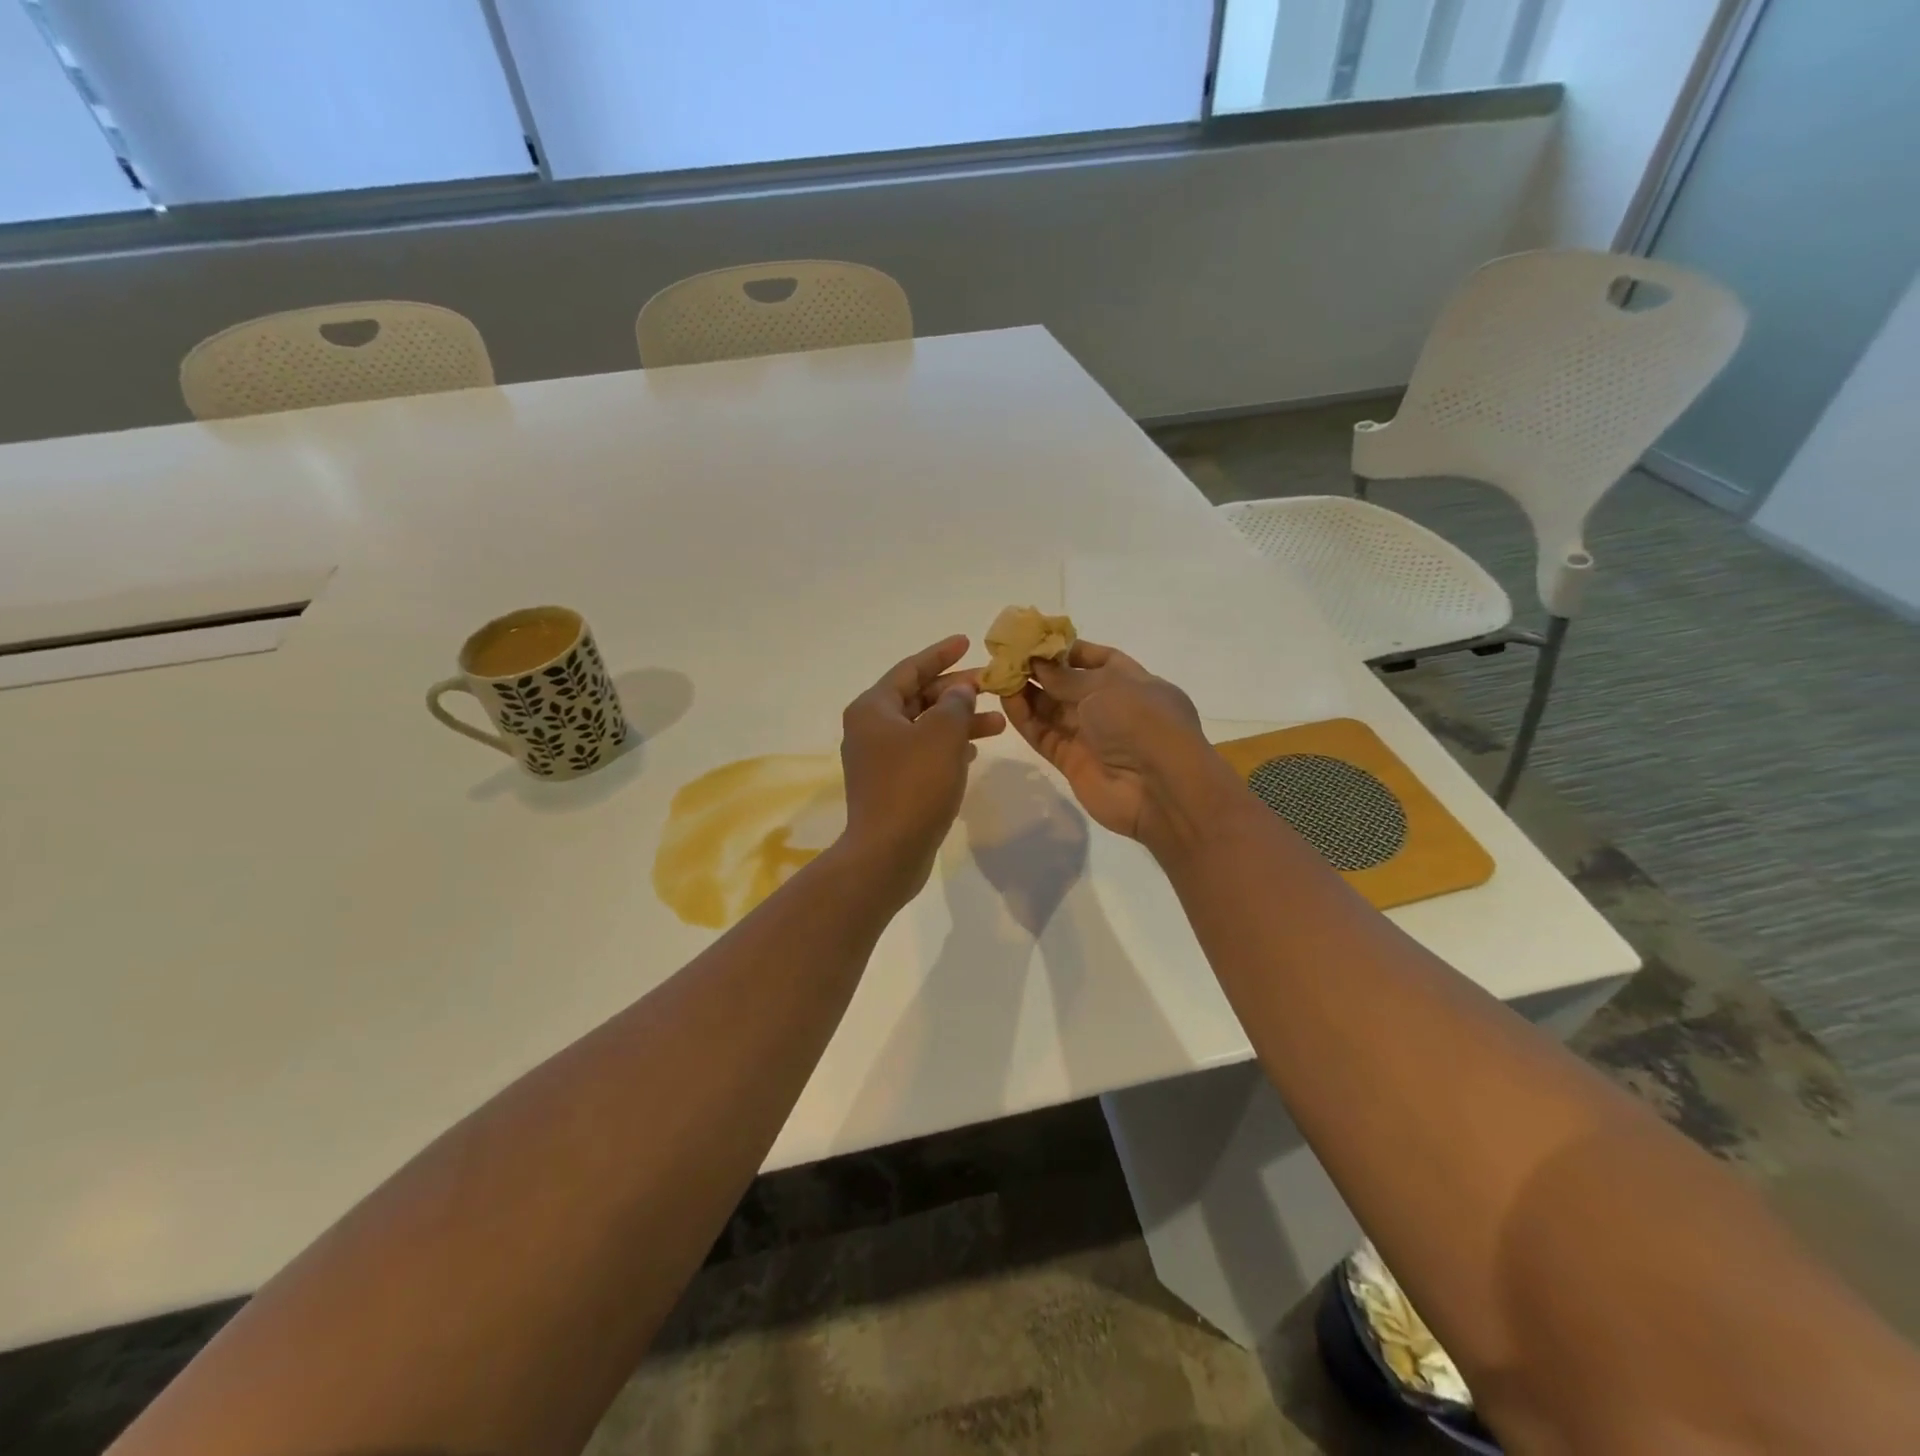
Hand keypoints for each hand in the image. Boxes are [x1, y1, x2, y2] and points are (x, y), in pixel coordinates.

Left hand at [838, 635, 1006, 903]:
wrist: (888, 852)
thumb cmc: (914, 786)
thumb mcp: (942, 735)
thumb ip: (955, 703)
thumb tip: (960, 690)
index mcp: (873, 708)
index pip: (910, 669)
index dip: (941, 654)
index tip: (967, 641)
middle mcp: (870, 728)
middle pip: (917, 697)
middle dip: (956, 691)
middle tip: (991, 685)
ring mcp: (879, 759)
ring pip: (924, 727)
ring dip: (959, 722)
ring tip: (998, 722)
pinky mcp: (891, 785)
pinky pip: (922, 753)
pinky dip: (948, 747)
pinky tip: (974, 752)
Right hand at [1003, 640, 1231, 849]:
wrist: (1159, 789)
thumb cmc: (1142, 723)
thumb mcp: (1106, 687)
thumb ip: (1066, 677)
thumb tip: (1037, 662)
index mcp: (1134, 682)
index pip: (1099, 660)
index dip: (1069, 650)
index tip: (1037, 641)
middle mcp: (1112, 708)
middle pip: (1070, 685)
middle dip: (1041, 671)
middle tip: (1008, 657)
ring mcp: (1092, 737)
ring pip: (1053, 711)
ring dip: (1028, 693)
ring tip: (999, 675)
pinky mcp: (1072, 762)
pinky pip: (1045, 736)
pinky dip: (1026, 719)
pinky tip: (1006, 700)